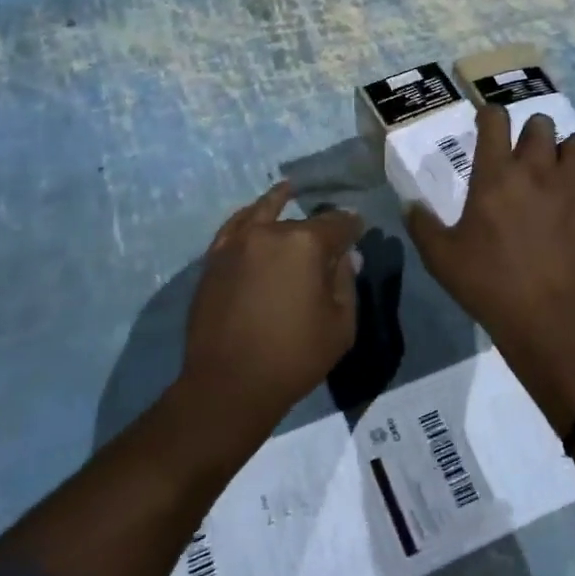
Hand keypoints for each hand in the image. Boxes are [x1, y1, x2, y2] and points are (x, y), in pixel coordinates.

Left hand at [180, 182, 362, 432]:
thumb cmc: (294, 357)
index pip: (338, 224)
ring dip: (279, 203)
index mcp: (306, 244)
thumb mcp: (340, 325)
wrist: (228, 385)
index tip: (359, 229)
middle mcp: (270, 232)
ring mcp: (237, 243)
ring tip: (289, 190)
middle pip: (302, 221)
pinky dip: (248, 216)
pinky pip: (234, 226)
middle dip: (320, 226)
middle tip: (331, 234)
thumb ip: (346, 282)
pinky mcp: (214, 259)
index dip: (352, 226)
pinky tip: (254, 213)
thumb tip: (346, 255)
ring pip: (264, 213)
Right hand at [406, 108, 574, 415]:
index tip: (488, 125)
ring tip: (565, 168)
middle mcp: (537, 170)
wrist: (544, 320)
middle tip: (527, 157)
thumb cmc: (488, 285)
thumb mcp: (440, 257)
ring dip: (572, 148)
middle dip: (532, 133)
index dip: (490, 116)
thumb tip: (409, 204)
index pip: (494, 120)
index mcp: (495, 175)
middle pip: (540, 123)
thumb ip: (422, 224)